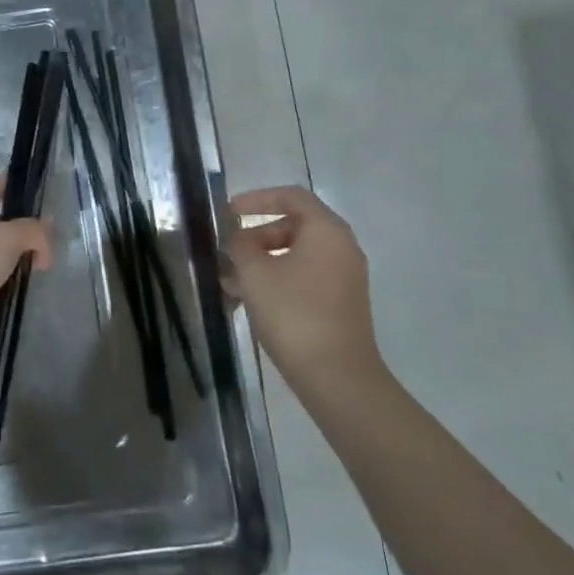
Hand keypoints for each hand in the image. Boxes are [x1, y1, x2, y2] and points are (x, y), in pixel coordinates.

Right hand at [225, 186, 383, 383]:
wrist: (337, 378)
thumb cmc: (294, 313)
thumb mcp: (255, 273)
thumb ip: (241, 245)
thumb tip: (239, 237)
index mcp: (327, 231)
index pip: (291, 196)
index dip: (257, 198)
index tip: (229, 212)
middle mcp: (341, 248)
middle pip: (294, 226)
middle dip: (257, 235)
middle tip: (229, 252)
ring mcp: (344, 278)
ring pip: (296, 255)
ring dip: (263, 261)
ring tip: (231, 282)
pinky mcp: (340, 304)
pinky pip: (304, 277)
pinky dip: (278, 280)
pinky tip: (249, 301)